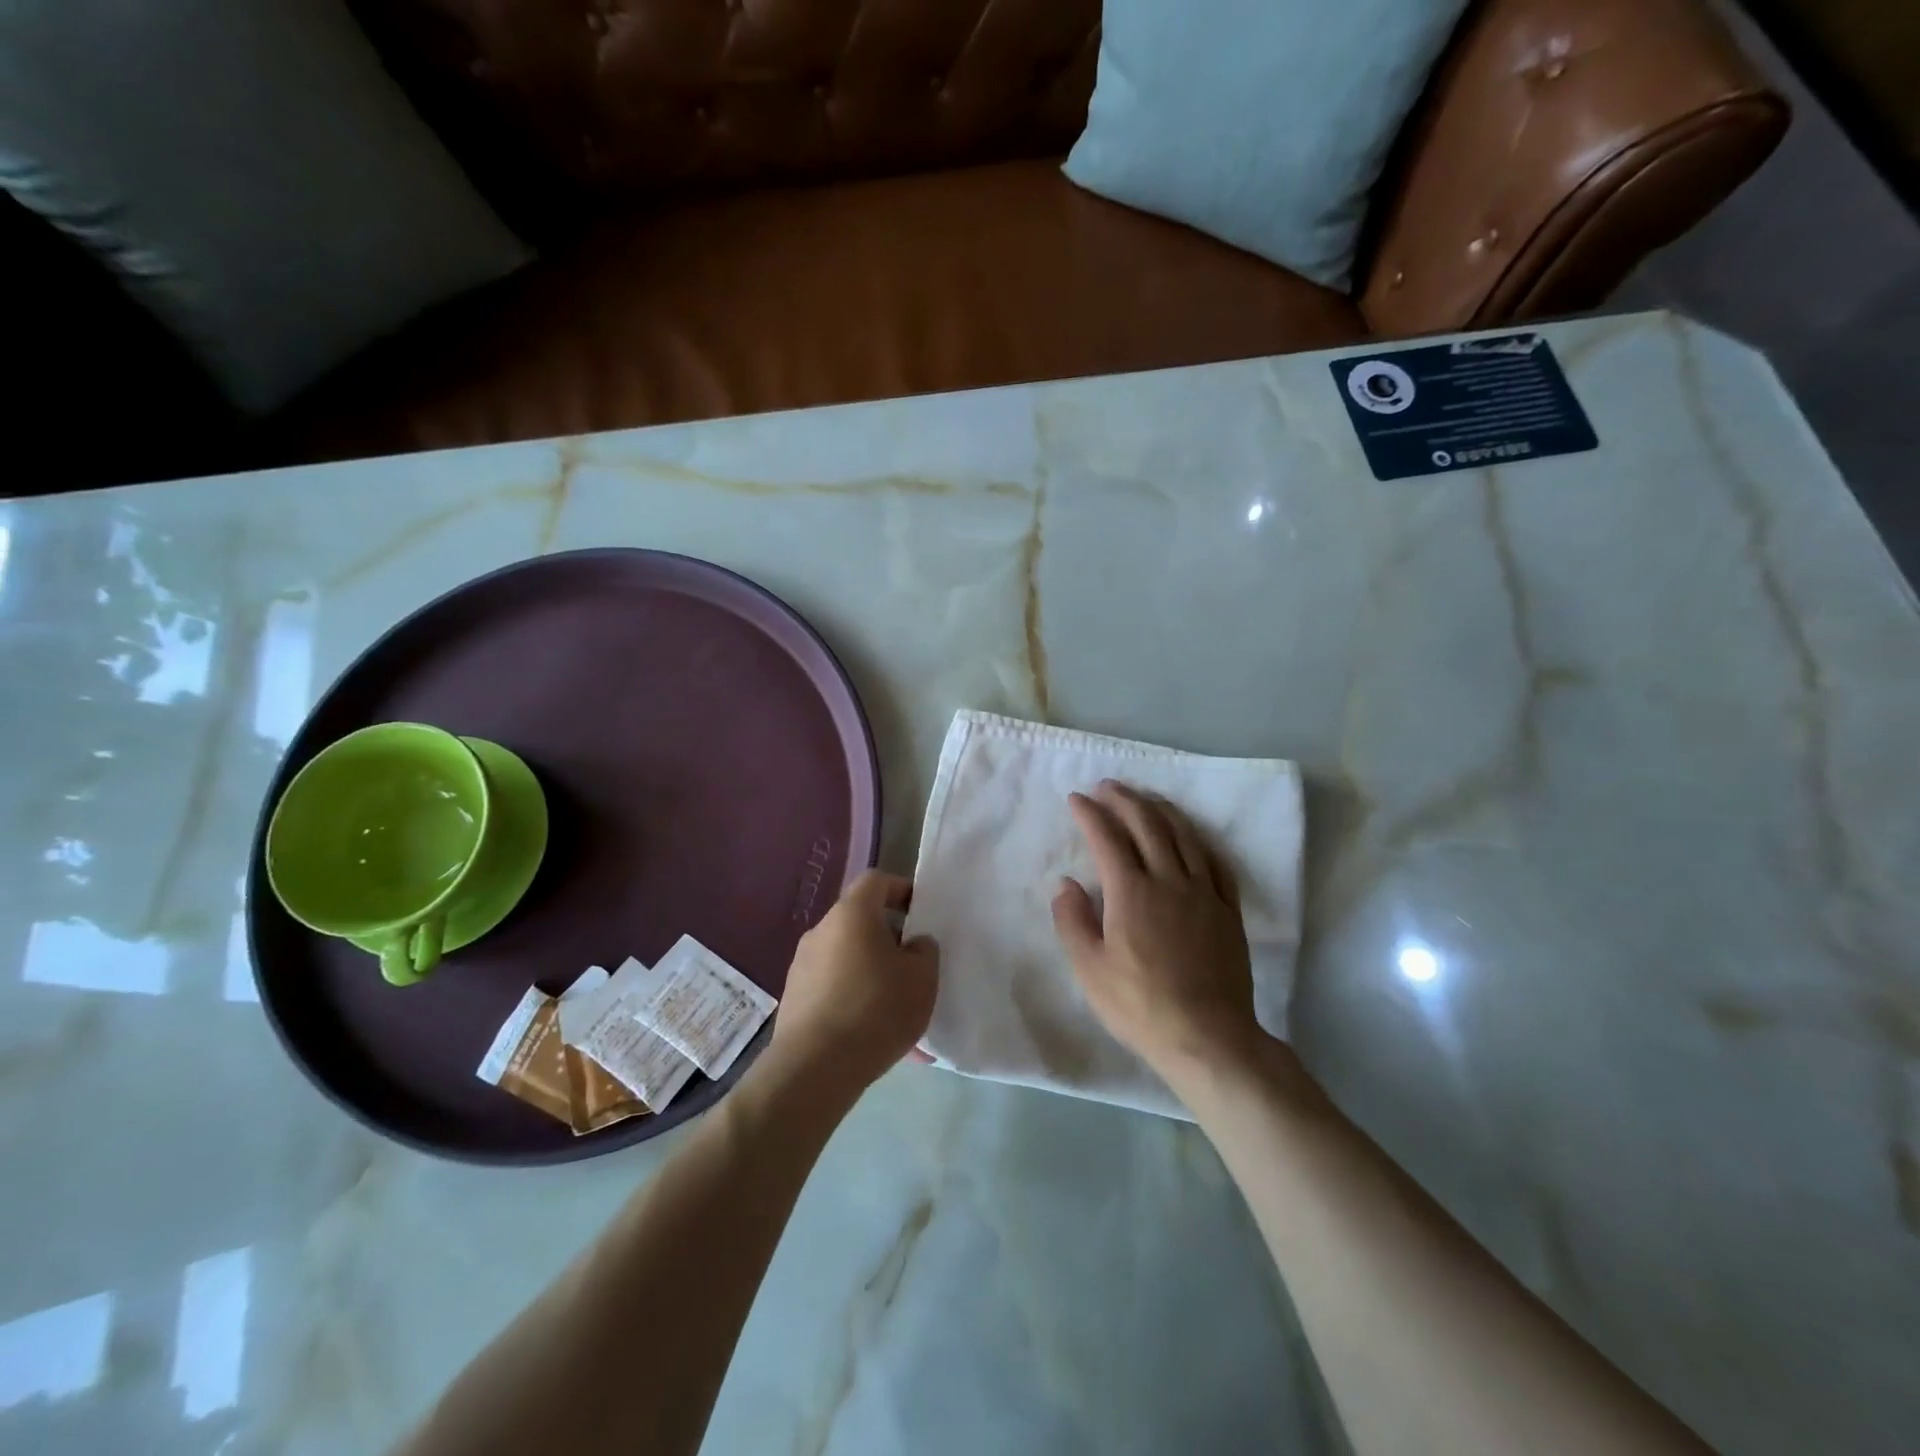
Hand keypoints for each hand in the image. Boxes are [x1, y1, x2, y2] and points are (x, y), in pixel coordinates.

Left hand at [769, 871, 938, 1097]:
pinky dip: (854, 1001)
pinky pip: (833, 989)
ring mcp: (801, 966)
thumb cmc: (875, 1010)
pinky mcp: (794, 1000)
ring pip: (847, 958)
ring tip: (897, 1009)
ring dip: (872, 974)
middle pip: (860, 921)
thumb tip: (913, 944)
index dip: (901, 890)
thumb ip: (924, 951)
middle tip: (913, 967)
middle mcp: (821, 931)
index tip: (920, 914)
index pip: (876, 881)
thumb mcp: (922, 978)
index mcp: (852, 914)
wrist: (813, 1069)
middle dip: (889, 939)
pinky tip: (873, 1035)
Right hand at [1051, 782, 1261, 1081]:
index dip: (1090, 813)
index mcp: (1131, 892)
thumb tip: (1066, 884)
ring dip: (1161, 810)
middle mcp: (1169, 880)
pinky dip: (1198, 840)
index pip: (1107, 838)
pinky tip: (1191, 837)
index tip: (1076, 799)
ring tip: (1145, 798)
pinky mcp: (1229, 910)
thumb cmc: (1139, 1005)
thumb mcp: (1089, 969)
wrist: (1207, 1037)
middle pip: (1147, 825)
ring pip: (1184, 835)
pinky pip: (1215, 862)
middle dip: (1124, 799)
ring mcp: (1204, 892)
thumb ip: (1072, 921)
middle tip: (1107, 787)